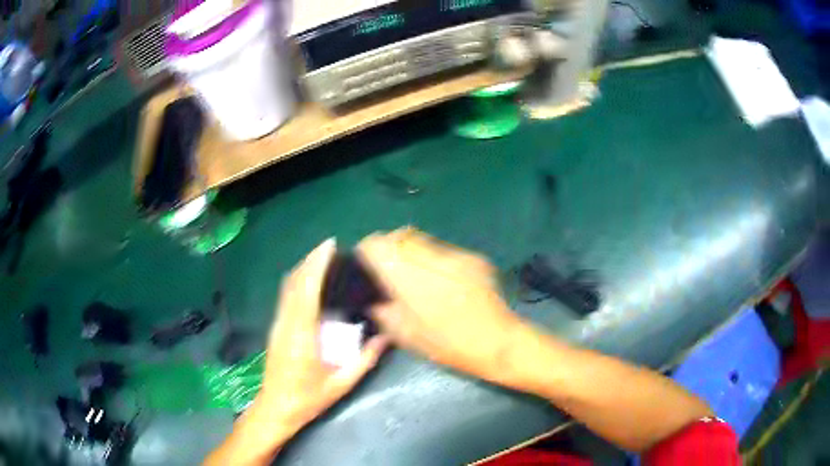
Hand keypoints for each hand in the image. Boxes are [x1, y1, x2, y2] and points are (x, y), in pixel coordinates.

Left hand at [206, 239, 387, 465]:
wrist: (276, 408)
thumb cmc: (308, 399)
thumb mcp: (341, 384)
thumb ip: (364, 360)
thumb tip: (385, 338)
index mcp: (302, 335)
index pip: (307, 290)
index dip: (317, 264)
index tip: (330, 246)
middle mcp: (286, 324)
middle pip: (294, 282)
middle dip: (310, 260)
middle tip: (330, 248)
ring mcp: (278, 325)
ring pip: (287, 287)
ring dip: (303, 269)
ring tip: (322, 260)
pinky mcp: (275, 328)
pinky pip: (285, 297)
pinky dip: (298, 282)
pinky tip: (309, 283)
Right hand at [357, 228, 529, 387]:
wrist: (497, 342)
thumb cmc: (447, 344)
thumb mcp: (405, 335)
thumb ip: (382, 312)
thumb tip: (371, 299)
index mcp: (408, 275)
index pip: (377, 244)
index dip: (367, 250)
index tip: (365, 263)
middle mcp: (430, 256)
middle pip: (400, 234)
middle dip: (389, 247)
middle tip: (388, 269)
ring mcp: (455, 254)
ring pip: (423, 239)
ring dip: (412, 251)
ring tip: (415, 275)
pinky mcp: (474, 258)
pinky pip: (445, 251)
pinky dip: (434, 260)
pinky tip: (442, 281)